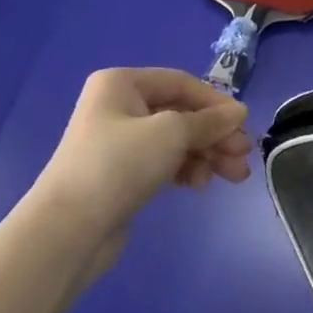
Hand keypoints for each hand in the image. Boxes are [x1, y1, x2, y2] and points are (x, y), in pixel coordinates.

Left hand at [26, 68, 251, 284]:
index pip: (181, 83)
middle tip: (243, 156)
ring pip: (176, 140)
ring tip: (233, 177)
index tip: (244, 125)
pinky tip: (200, 185)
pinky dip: (186, 169)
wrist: (68, 229)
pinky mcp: (122, 173)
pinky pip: (164, 162)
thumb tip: (239, 112)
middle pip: (181, 113)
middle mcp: (118, 106)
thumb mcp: (170, 133)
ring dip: (207, 155)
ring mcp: (119, 141)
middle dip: (215, 135)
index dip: (216, 103)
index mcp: (122, 83)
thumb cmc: (119, 165)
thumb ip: (209, 121)